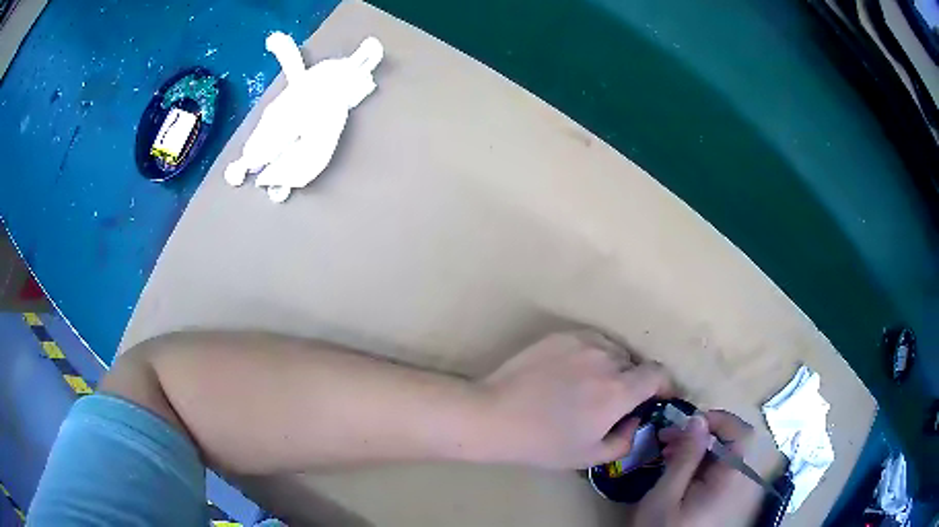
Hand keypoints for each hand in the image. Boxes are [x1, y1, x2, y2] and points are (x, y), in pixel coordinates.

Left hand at [478, 332, 672, 468]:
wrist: (496, 415)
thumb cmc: (543, 442)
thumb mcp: (589, 456)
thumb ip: (625, 440)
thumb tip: (636, 420)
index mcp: (619, 390)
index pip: (658, 374)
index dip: (664, 385)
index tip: (658, 397)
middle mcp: (607, 359)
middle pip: (635, 364)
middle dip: (634, 382)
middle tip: (615, 400)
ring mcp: (584, 342)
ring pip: (614, 351)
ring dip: (613, 367)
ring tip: (590, 386)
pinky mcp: (562, 335)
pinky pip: (592, 341)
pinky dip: (593, 355)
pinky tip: (572, 372)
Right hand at [633, 410, 762, 526]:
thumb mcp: (666, 496)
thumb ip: (685, 457)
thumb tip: (697, 419)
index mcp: (730, 479)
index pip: (741, 434)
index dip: (719, 420)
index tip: (687, 423)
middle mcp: (739, 481)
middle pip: (732, 442)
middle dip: (701, 433)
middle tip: (668, 437)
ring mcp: (734, 490)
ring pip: (724, 454)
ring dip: (698, 447)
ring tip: (668, 452)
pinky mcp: (724, 498)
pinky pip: (719, 469)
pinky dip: (700, 462)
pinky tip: (678, 468)